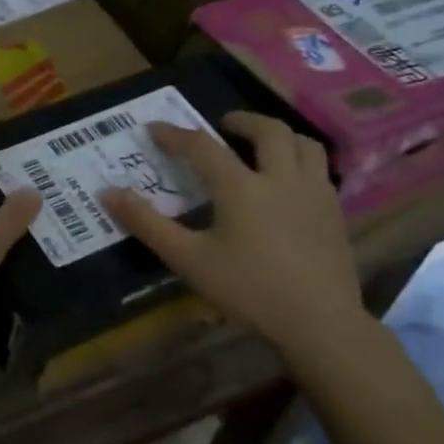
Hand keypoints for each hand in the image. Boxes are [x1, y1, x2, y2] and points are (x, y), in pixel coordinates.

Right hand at [99, 114, 366, 358]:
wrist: (319, 323)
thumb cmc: (248, 290)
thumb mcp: (188, 259)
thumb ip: (147, 224)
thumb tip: (108, 193)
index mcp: (242, 186)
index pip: (202, 146)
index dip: (175, 134)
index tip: (153, 129)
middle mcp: (281, 178)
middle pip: (269, 130)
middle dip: (243, 121)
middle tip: (222, 125)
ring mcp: (315, 193)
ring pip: (305, 144)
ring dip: (280, 136)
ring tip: (261, 145)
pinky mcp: (335, 212)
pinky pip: (320, 170)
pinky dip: (300, 161)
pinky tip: (288, 183)